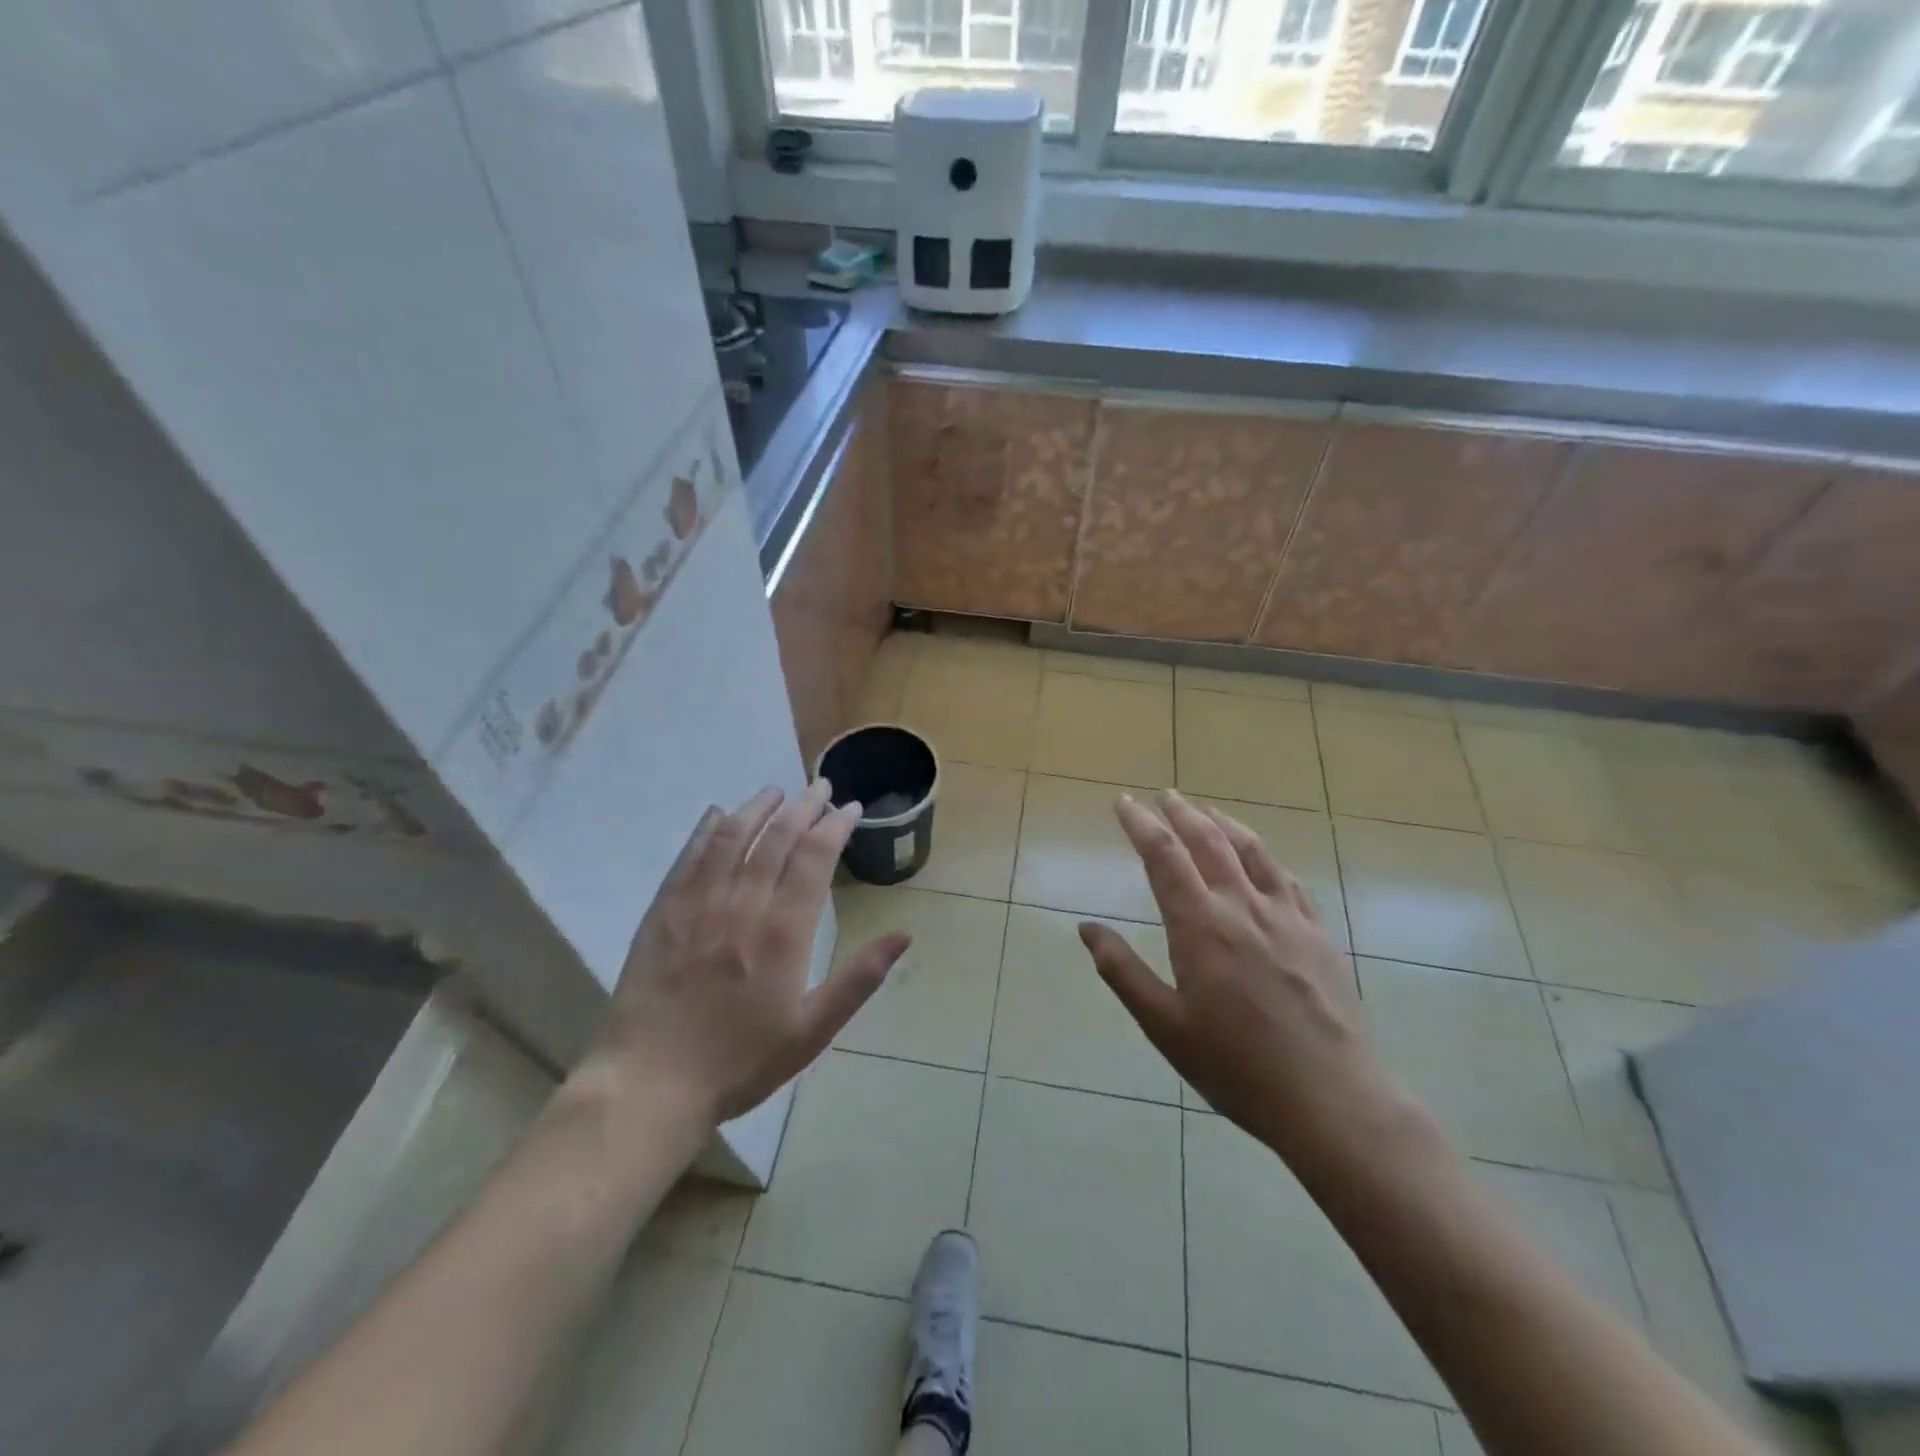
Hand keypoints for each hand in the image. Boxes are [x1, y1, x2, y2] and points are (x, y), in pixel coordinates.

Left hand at [587, 780, 910, 1124]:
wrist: (651, 1083)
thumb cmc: (740, 1061)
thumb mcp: (812, 1030)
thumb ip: (858, 979)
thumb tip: (904, 936)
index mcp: (784, 930)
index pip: (815, 857)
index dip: (836, 826)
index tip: (851, 808)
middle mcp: (743, 903)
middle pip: (778, 837)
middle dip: (804, 806)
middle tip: (821, 787)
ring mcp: (699, 903)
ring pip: (733, 837)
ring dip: (759, 807)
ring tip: (777, 791)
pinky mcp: (664, 911)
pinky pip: (690, 856)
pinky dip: (708, 829)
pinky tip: (719, 814)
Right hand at [1079, 791, 1394, 1163]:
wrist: (1333, 1100)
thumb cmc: (1238, 1067)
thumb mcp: (1165, 1027)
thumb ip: (1123, 972)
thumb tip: (1087, 928)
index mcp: (1201, 926)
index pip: (1164, 856)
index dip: (1140, 824)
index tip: (1123, 803)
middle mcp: (1243, 907)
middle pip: (1209, 841)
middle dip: (1181, 812)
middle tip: (1163, 795)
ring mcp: (1287, 917)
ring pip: (1252, 850)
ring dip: (1224, 823)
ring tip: (1207, 811)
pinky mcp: (1318, 933)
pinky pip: (1287, 879)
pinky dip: (1265, 857)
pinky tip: (1261, 860)